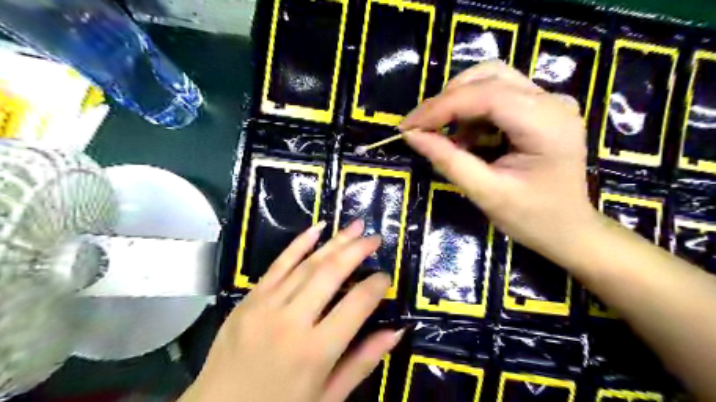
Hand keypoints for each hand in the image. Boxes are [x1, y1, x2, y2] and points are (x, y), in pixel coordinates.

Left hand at [182, 220, 404, 400]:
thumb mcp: (327, 397)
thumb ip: (362, 362)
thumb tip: (396, 331)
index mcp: (315, 351)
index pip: (356, 305)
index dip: (376, 286)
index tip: (385, 277)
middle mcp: (292, 321)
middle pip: (331, 274)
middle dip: (357, 250)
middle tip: (375, 238)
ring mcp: (266, 305)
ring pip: (307, 264)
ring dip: (335, 241)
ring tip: (355, 226)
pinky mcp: (249, 298)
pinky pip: (277, 264)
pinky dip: (299, 244)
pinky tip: (317, 228)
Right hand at [400, 60, 596, 260]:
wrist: (568, 230)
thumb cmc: (532, 218)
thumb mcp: (486, 193)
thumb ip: (448, 160)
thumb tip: (412, 135)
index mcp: (546, 123)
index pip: (486, 96)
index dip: (441, 107)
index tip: (408, 126)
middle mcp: (552, 101)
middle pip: (488, 77)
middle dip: (448, 100)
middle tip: (422, 128)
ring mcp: (549, 101)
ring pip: (492, 80)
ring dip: (459, 103)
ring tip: (444, 135)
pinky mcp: (541, 108)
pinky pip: (498, 95)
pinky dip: (472, 112)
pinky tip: (466, 138)